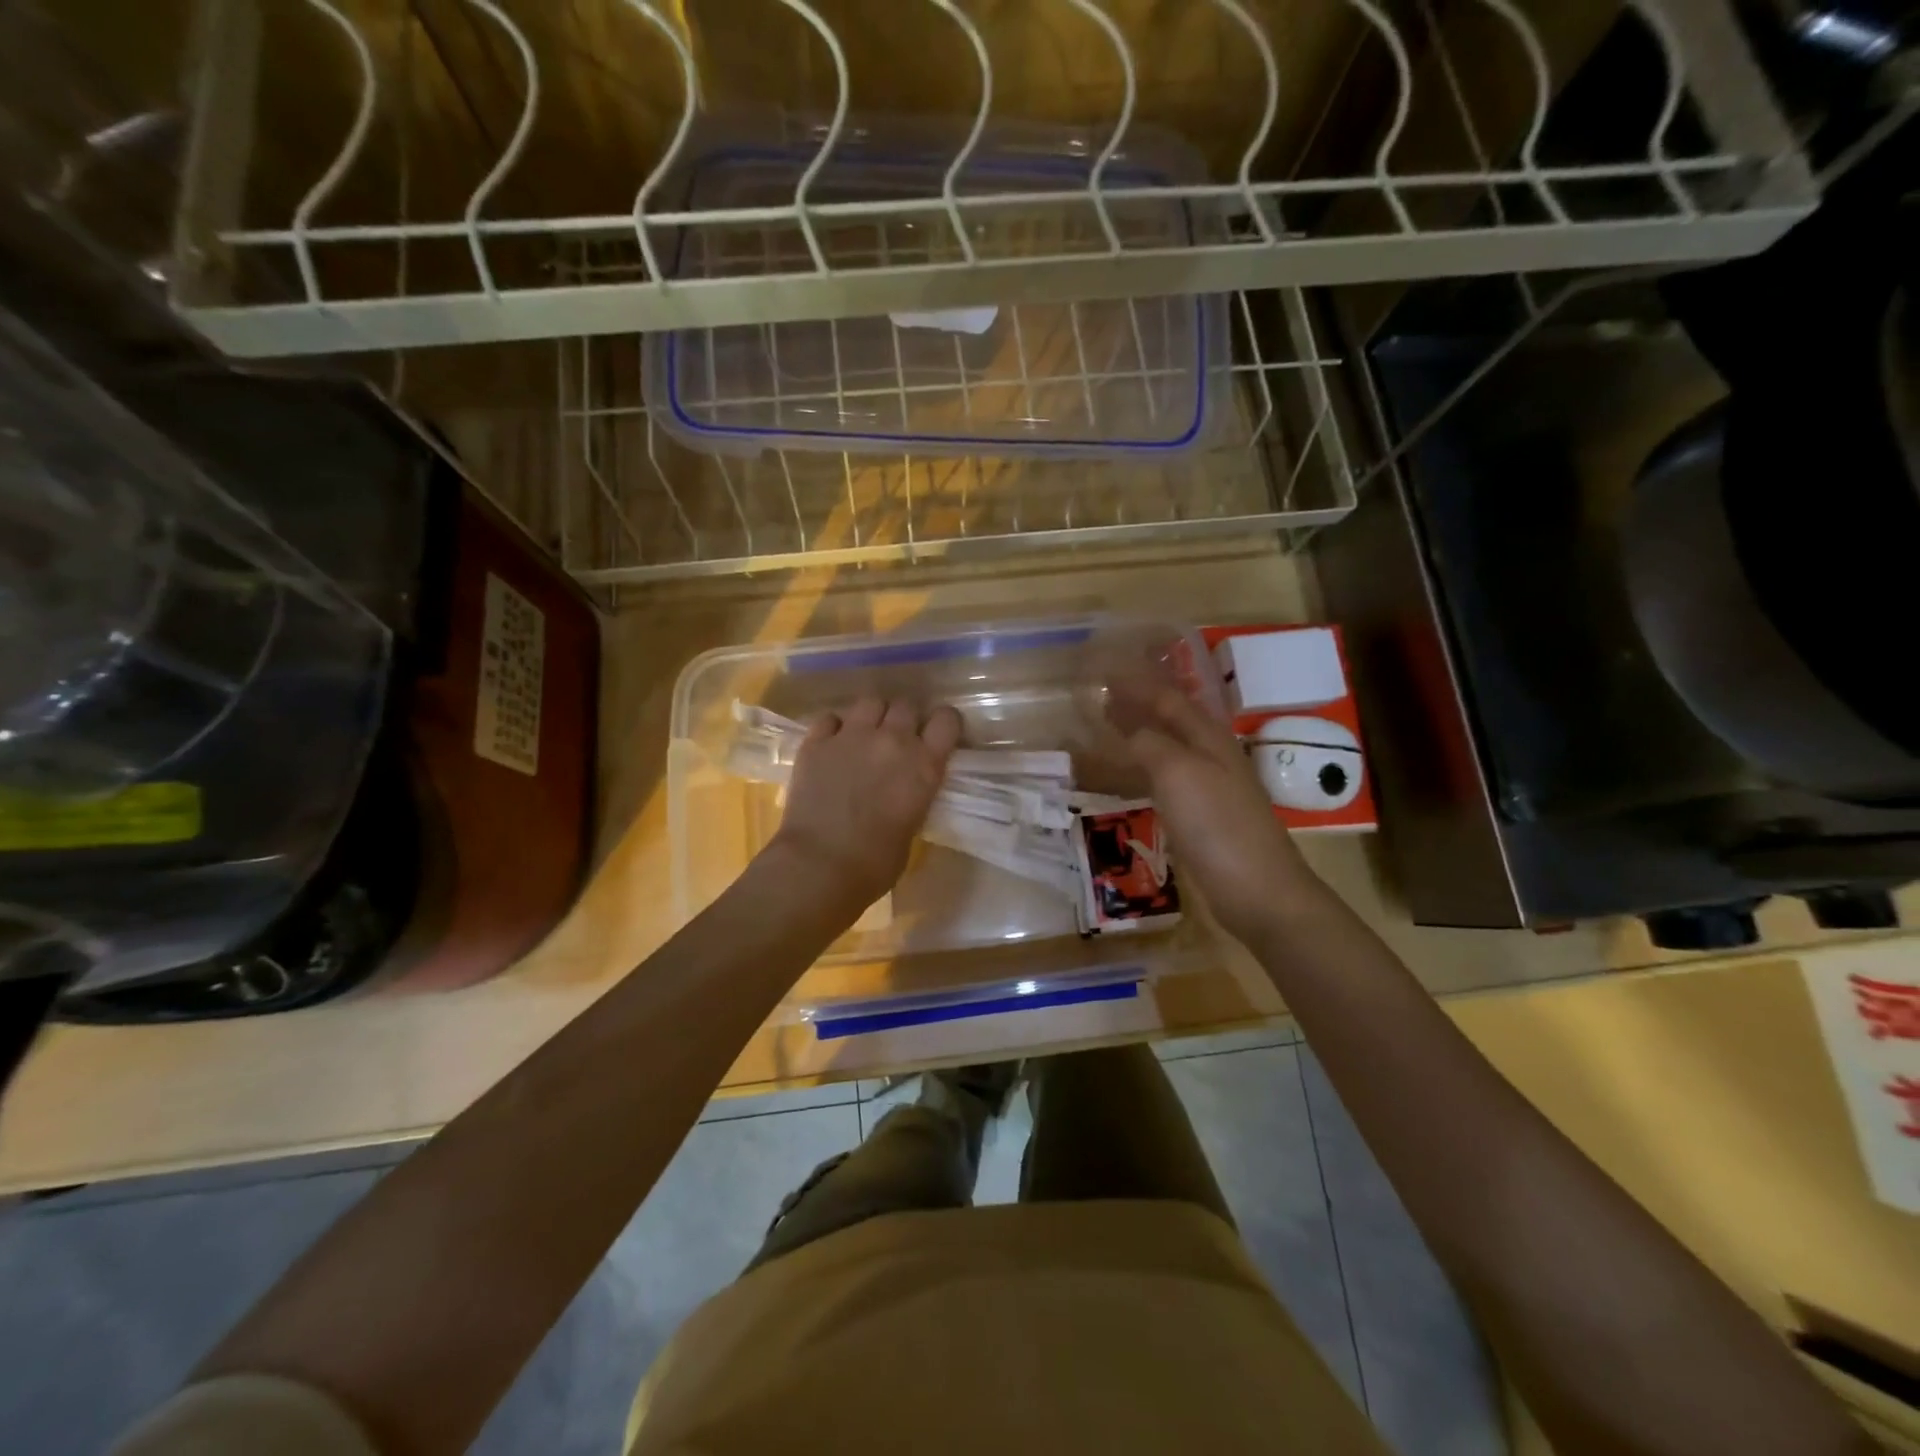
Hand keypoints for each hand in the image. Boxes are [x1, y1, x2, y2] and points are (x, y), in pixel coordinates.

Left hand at [766, 697, 962, 915]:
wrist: (819, 866)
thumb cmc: (875, 863)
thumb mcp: (912, 825)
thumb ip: (914, 794)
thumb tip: (904, 788)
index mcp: (924, 765)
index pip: (947, 719)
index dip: (943, 724)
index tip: (937, 735)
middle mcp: (893, 740)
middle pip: (906, 705)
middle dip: (904, 718)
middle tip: (897, 739)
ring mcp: (852, 736)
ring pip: (870, 701)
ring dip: (872, 716)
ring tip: (865, 735)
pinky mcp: (816, 742)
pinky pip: (830, 717)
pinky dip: (835, 727)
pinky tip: (832, 744)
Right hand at [1110, 679, 1316, 945]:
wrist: (1257, 889)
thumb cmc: (1217, 824)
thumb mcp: (1178, 772)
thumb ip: (1149, 743)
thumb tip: (1127, 729)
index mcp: (1207, 737)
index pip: (1167, 697)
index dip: (1136, 683)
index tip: (1103, 671)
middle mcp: (1209, 755)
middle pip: (1169, 720)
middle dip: (1136, 704)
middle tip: (1099, 696)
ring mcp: (1207, 788)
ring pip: (1165, 749)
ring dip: (1137, 736)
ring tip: (1105, 730)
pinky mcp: (1201, 818)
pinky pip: (1163, 781)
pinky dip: (1141, 769)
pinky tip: (1127, 778)